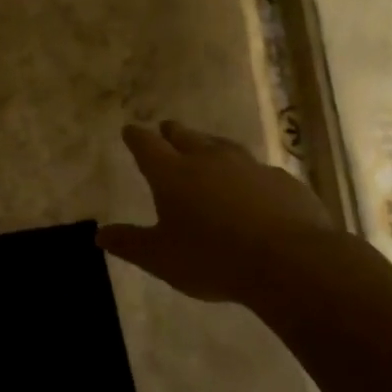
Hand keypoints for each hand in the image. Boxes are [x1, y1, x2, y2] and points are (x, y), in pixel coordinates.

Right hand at [98, 121, 336, 305]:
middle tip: (166, 129)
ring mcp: (248, 166)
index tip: (130, 131)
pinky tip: (252, 186)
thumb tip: (100, 235)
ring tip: (206, 147)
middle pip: (185, 136)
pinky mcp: (282, 181)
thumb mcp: (161, 258)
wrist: (290, 261)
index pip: (146, 145)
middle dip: (172, 132)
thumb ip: (130, 243)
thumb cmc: (212, 259)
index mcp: (172, 173)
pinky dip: (247, 174)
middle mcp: (208, 159)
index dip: (136, 137)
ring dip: (209, 145)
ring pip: (222, 146)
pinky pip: (258, 170)